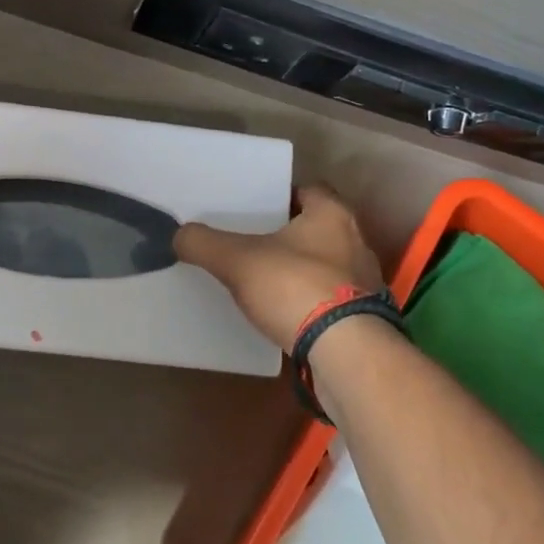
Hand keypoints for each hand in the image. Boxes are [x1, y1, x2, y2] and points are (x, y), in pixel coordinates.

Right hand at [174, 185, 384, 351]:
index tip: (255, 207)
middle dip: (288, 234)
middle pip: (318, 228)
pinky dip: (310, 302)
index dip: (281, 195)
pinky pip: (331, 300)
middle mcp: (356, 242)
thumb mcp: (237, 260)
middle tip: (252, 241)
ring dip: (301, 270)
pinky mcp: (365, 319)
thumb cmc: (295, 288)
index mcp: (332, 215)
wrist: (346, 353)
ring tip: (265, 279)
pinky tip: (285, 313)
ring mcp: (364, 282)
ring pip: (326, 265)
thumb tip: (179, 235)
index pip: (309, 190)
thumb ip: (204, 243)